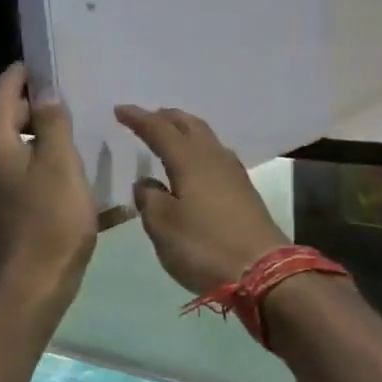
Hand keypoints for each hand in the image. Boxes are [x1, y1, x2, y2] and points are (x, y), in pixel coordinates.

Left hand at [0, 63, 96, 313]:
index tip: (39, 63)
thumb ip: (53, 123)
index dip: (21, 75)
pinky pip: (15, 179)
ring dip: (35, 141)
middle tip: (66, 103)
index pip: (3, 94)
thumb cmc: (51, 222)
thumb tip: (44, 92)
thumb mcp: (62, 165)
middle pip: (3, 122)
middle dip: (31, 109)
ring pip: (10, 153)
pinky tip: (61, 180)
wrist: (29, 289)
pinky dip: (34, 169)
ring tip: (69, 139)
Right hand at [114, 104, 289, 295]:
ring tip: (170, 135)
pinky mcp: (244, 191)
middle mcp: (213, 158)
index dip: (138, 119)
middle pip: (189, 125)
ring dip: (186, 131)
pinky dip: (200, 150)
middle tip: (148, 117)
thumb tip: (146, 182)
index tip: (119, 110)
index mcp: (189, 161)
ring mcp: (233, 173)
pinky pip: (216, 156)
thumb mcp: (162, 226)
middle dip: (167, 117)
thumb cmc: (204, 246)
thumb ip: (149, 199)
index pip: (159, 130)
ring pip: (206, 139)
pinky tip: (196, 164)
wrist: (262, 271)